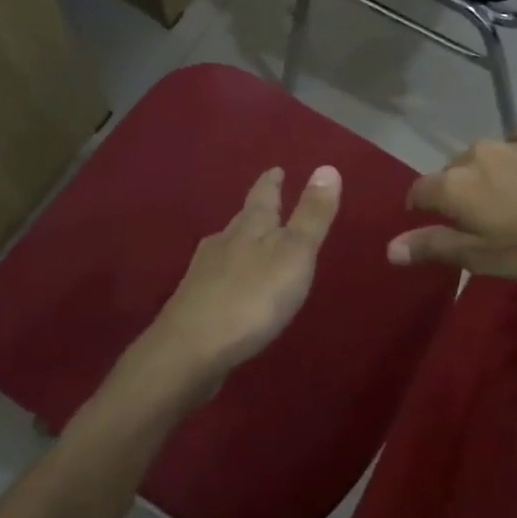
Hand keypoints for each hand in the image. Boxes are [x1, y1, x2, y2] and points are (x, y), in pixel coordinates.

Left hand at [125, 166, 341, 404]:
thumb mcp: (294, 254)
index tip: (275, 169)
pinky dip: (231, 276)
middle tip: (269, 204)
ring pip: (227, 248)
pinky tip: (233, 289)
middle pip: (242, 220)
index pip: (263, 195)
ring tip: (254, 245)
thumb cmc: (251, 298)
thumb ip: (312, 215)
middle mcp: (223, 243)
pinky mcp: (194, 304)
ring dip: (242, 243)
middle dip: (257, 212)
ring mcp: (203, 274)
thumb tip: (327, 166)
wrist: (188, 351)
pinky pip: (218, 279)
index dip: (271, 182)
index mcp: (249, 227)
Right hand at [388, 131, 516, 282]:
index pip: (419, 191)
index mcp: (454, 185)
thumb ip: (436, 248)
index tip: (432, 229)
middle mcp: (474, 155)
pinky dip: (513, 165)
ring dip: (484, 180)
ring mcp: (509, 142)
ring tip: (507, 205)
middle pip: (450, 174)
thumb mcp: (486, 258)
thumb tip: (389, 248)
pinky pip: (513, 150)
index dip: (419, 209)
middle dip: (454, 196)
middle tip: (476, 226)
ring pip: (482, 160)